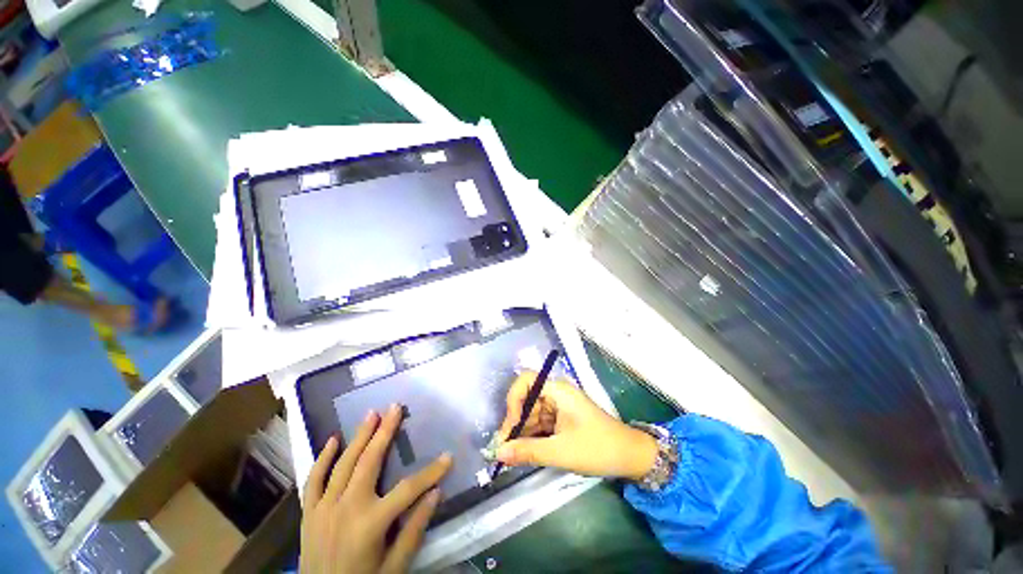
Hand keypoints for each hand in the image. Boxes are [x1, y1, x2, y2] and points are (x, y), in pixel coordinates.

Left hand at [300, 404, 452, 573]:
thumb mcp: (394, 568)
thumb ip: (414, 530)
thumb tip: (436, 494)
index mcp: (370, 523)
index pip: (408, 489)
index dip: (431, 472)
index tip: (448, 457)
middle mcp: (346, 508)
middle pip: (370, 461)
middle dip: (385, 432)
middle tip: (395, 407)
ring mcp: (324, 508)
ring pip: (343, 464)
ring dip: (359, 436)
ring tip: (372, 414)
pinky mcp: (309, 513)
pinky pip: (313, 480)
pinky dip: (322, 459)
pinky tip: (332, 440)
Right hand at [496, 373, 657, 480]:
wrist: (630, 456)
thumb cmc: (597, 447)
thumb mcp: (561, 451)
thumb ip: (528, 451)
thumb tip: (499, 453)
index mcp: (558, 390)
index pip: (527, 380)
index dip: (514, 399)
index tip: (512, 425)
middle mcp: (556, 393)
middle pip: (527, 399)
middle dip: (515, 422)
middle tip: (505, 448)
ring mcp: (559, 406)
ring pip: (532, 413)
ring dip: (522, 432)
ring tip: (512, 454)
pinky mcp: (561, 419)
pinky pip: (540, 423)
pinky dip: (532, 436)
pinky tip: (524, 451)